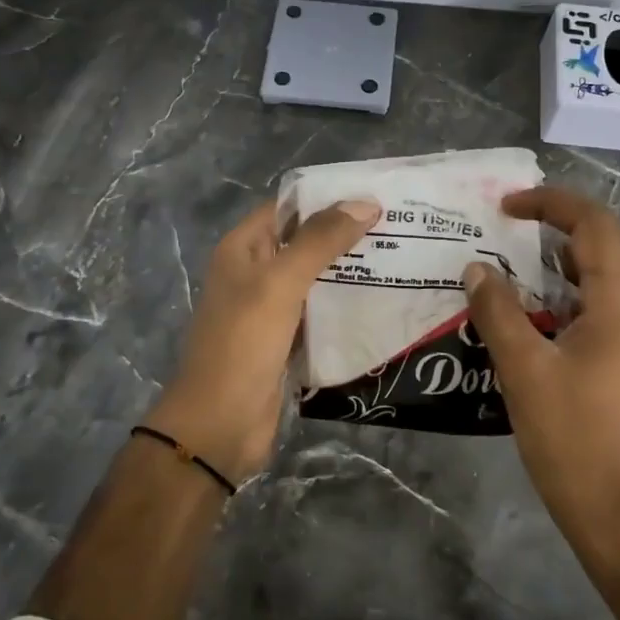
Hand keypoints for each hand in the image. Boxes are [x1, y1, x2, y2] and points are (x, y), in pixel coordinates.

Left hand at [144, 198, 378, 484]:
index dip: (327, 198)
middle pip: (304, 241)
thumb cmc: (243, 343)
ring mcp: (270, 308)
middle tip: (399, 226)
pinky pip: (319, 312)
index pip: (288, 207)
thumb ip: (320, 240)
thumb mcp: (281, 283)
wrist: (220, 424)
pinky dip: (344, 305)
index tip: (375, 195)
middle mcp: (255, 272)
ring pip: (315, 278)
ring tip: (400, 257)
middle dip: (346, 234)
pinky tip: (382, 299)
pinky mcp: (286, 340)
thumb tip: (365, 202)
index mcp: (243, 249)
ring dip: (350, 270)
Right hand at [462, 186, 619, 553]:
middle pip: (608, 240)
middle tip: (513, 219)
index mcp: (618, 306)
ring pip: (602, 272)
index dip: (553, 203)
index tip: (507, 206)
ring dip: (562, 253)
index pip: (596, 226)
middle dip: (562, 218)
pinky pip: (593, 303)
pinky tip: (525, 307)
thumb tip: (476, 268)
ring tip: (514, 254)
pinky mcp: (617, 359)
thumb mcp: (524, 370)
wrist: (613, 508)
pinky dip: (561, 288)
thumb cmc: (571, 437)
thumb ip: (498, 313)